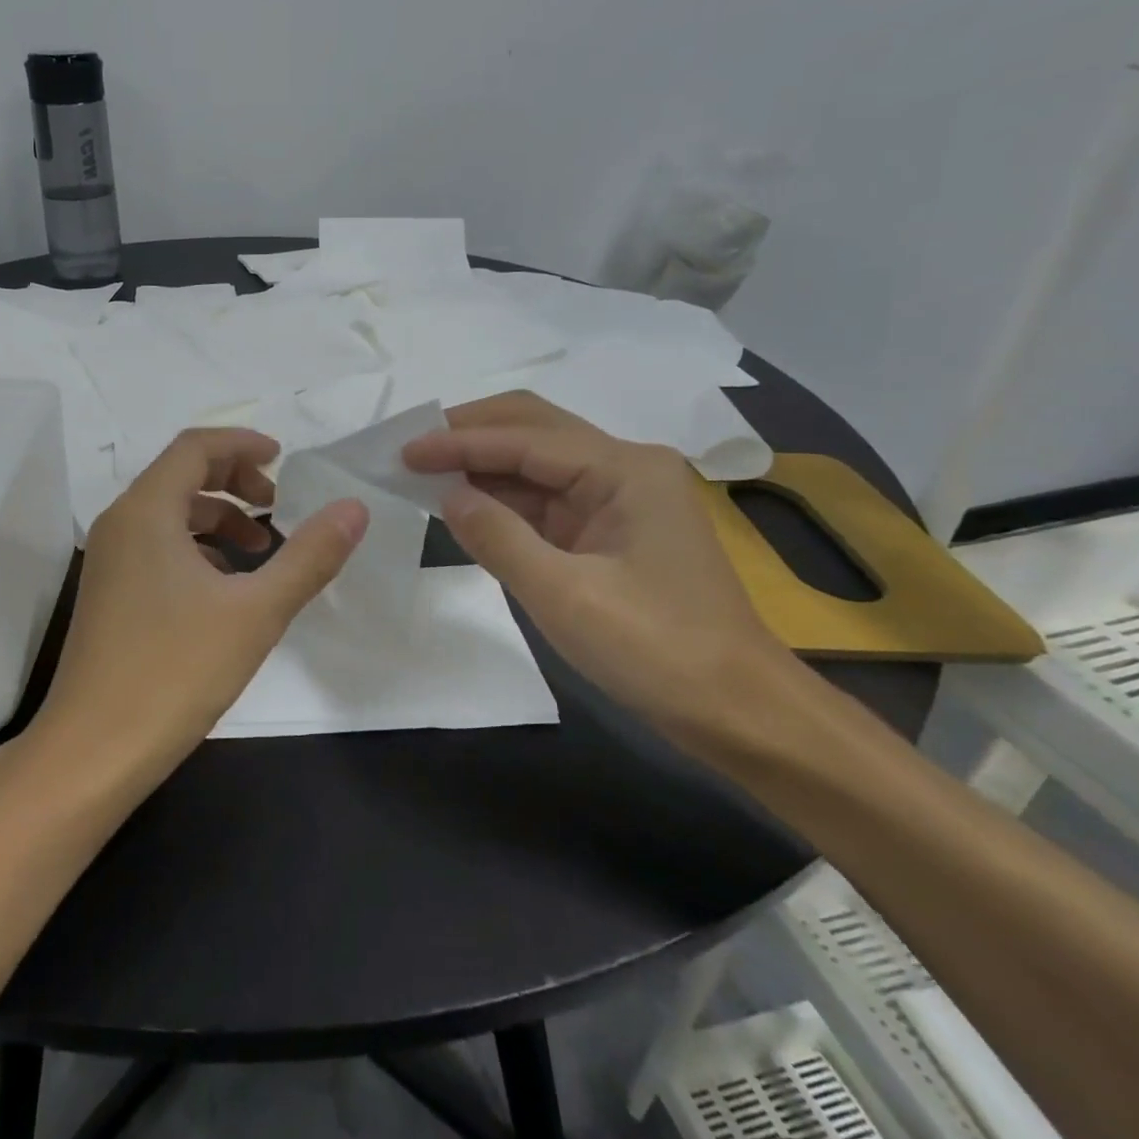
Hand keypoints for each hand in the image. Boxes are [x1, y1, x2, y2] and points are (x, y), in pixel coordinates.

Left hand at [28, 428, 367, 788]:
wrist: (92, 751)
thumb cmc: (175, 672)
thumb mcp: (256, 612)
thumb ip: (309, 556)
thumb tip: (354, 508)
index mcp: (147, 511)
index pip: (195, 447)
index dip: (242, 444)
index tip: (284, 458)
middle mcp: (120, 523)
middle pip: (180, 474)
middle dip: (234, 481)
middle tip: (277, 506)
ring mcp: (108, 560)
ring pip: (169, 514)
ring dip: (218, 518)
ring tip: (261, 550)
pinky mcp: (109, 593)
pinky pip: (157, 546)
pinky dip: (196, 548)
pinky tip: (225, 587)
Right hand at [402, 392, 793, 743]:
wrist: (736, 710)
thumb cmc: (655, 650)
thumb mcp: (564, 595)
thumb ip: (498, 538)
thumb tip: (447, 495)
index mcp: (625, 469)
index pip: (525, 439)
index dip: (458, 442)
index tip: (402, 451)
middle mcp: (624, 468)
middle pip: (534, 429)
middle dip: (471, 433)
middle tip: (412, 448)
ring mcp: (619, 498)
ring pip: (537, 462)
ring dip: (482, 464)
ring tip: (423, 471)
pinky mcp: (609, 530)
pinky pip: (545, 499)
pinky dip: (502, 498)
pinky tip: (464, 503)